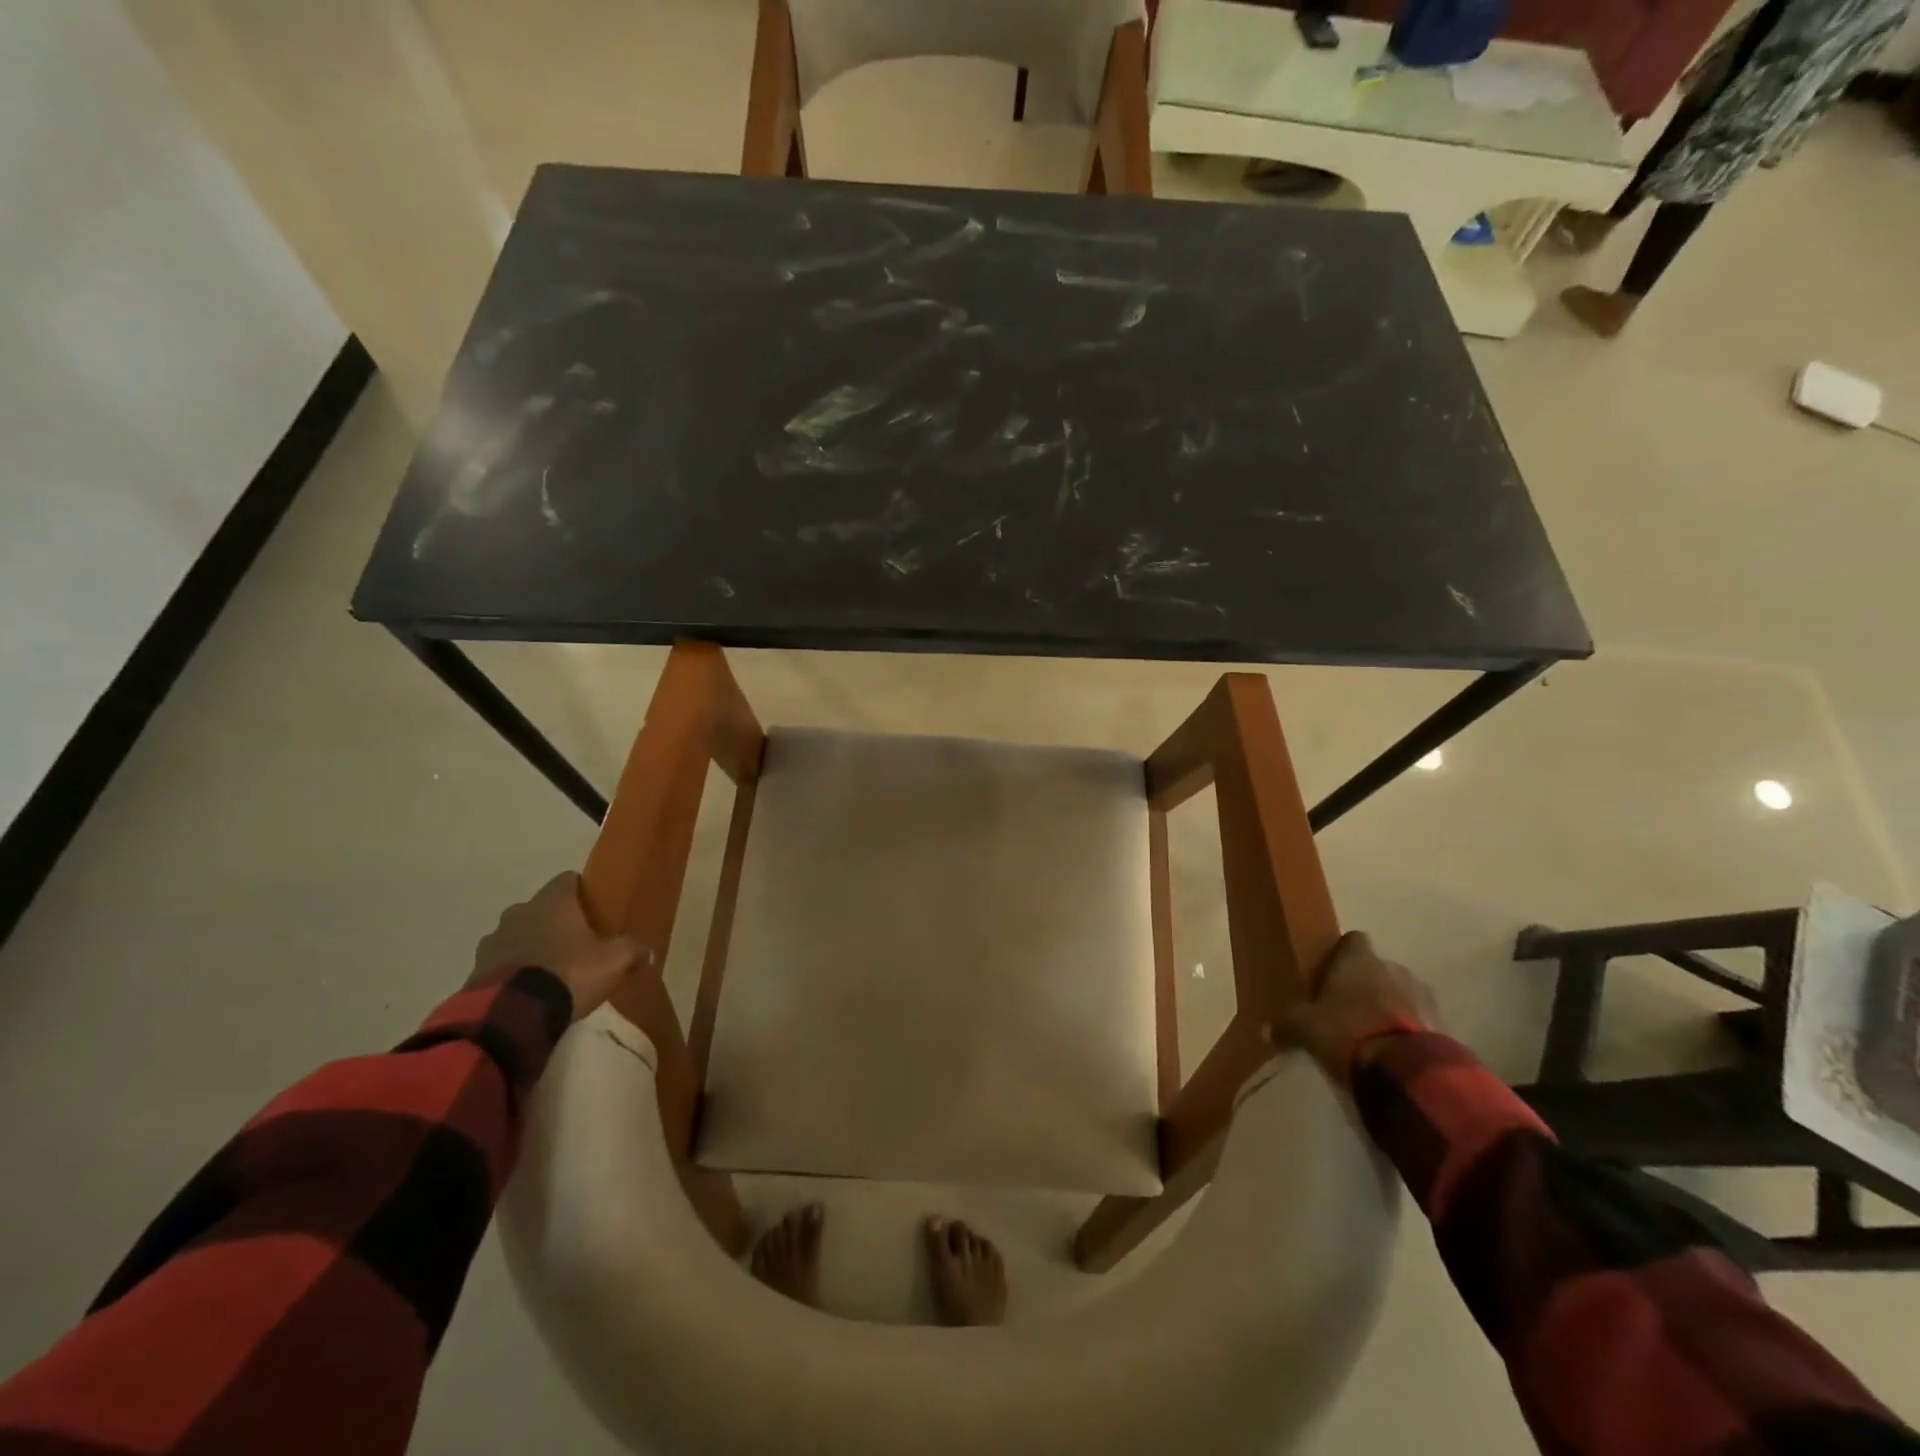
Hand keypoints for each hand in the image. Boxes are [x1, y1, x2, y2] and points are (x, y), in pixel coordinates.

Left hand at [468, 873, 635, 1019]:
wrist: (509, 1016)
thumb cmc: (568, 974)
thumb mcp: (614, 961)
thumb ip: (632, 950)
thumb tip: (647, 950)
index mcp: (552, 902)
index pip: (569, 879)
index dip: (584, 891)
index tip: (597, 909)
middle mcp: (518, 912)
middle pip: (542, 908)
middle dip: (557, 922)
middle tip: (578, 944)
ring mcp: (492, 942)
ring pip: (518, 935)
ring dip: (532, 947)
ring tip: (552, 971)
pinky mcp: (475, 971)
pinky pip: (501, 963)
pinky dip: (514, 971)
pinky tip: (530, 990)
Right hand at [1271, 931, 1438, 1082]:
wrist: (1408, 1072)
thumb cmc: (1348, 1033)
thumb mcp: (1305, 1029)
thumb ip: (1287, 1024)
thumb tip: (1265, 1030)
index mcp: (1359, 960)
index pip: (1353, 940)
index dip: (1342, 954)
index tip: (1331, 972)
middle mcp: (1393, 968)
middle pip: (1378, 968)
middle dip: (1367, 984)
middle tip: (1348, 1008)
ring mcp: (1423, 995)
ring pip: (1402, 993)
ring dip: (1391, 1006)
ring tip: (1374, 1033)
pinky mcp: (1443, 1024)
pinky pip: (1420, 1020)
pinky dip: (1409, 1029)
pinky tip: (1395, 1050)